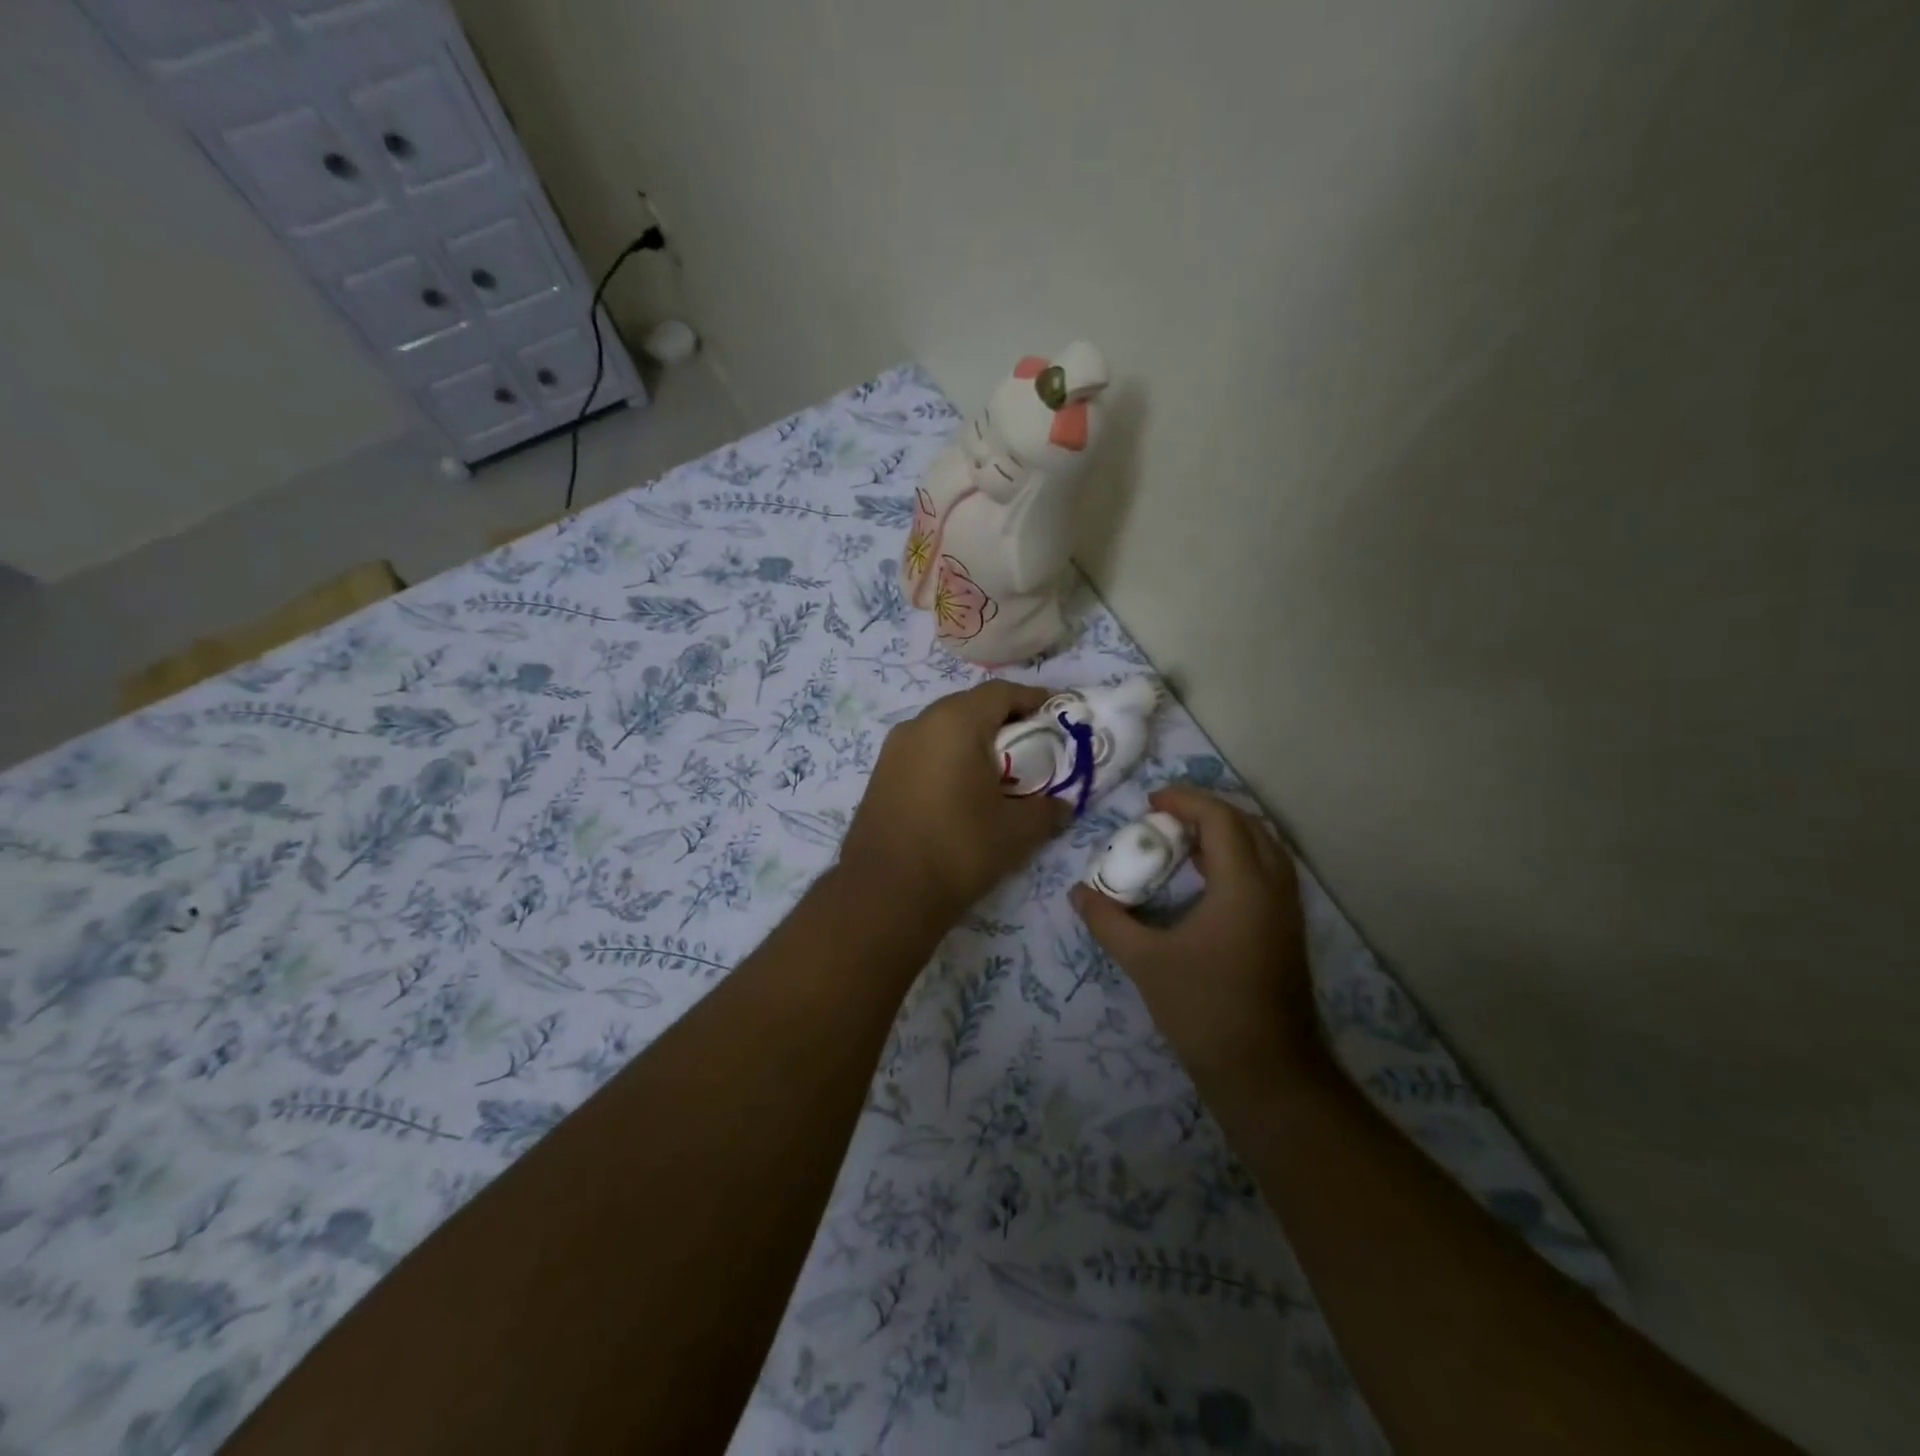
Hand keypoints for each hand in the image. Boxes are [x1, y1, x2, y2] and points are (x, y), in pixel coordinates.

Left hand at [838, 680, 1068, 924]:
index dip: (1034, 699)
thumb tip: (1063, 804)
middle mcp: (921, 723)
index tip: (1057, 715)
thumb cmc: (959, 849)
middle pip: (970, 705)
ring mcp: (894, 748)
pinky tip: (962, 788)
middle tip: (1032, 744)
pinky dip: (949, 757)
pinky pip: (924, 750)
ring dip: (974, 739)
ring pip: (944, 727)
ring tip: (999, 769)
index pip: (1002, 692)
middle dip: (1004, 719)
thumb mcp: (1017, 831)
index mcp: (956, 722)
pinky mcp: (881, 773)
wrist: (885, 892)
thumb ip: (1048, 809)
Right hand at [1070, 787, 1317, 1086]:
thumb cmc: (1204, 1009)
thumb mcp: (1145, 961)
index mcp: (1243, 886)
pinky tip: (1206, 880)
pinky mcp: (1288, 931)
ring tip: (1183, 842)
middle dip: (1207, 811)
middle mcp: (1274, 888)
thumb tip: (1077, 893)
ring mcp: (1288, 911)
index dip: (1185, 801)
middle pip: (1249, 824)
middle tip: (1166, 817)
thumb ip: (1108, 921)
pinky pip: (1268, 872)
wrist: (1266, 1073)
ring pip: (1265, 848)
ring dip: (1226, 833)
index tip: (1150, 802)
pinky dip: (1238, 858)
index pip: (1221, 819)